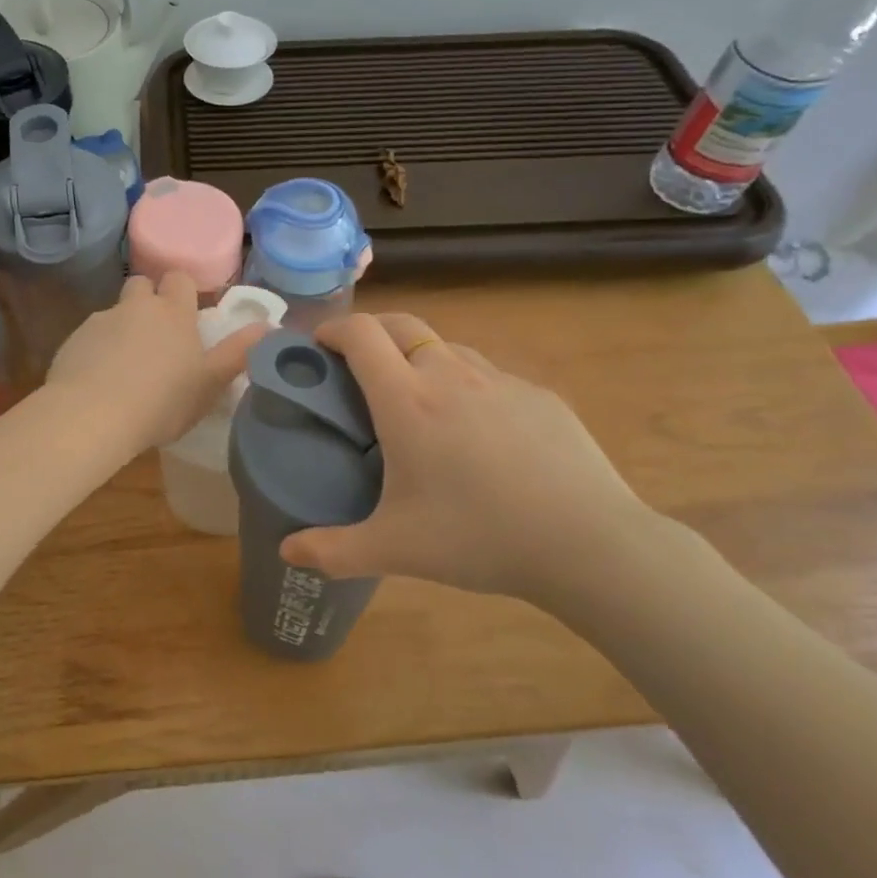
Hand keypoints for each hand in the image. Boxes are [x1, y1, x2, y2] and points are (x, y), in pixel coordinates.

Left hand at [47, 273, 268, 453]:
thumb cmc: (162, 401)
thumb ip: (239, 353)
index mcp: (173, 313)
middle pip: (142, 286)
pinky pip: (90, 337)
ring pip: (115, 312)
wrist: (92, 416)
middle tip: (157, 336)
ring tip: (126, 366)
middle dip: (149, 301)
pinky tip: (99, 380)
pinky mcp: (73, 341)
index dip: (182, 291)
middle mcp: (136, 307)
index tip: (186, 314)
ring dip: (122, 328)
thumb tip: (270, 326)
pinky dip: (97, 350)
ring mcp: (100, 321)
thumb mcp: (210, 383)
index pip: (179, 278)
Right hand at [280, 312, 661, 599]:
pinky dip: (466, 385)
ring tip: (417, 402)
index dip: (333, 329)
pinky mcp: (539, 395)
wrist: (589, 544)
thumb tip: (287, 552)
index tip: (318, 347)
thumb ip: (333, 551)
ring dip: (419, 358)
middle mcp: (450, 375)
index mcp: (407, 400)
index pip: (361, 334)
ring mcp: (500, 381)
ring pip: (447, 347)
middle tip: (357, 366)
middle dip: (371, 332)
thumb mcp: (395, 549)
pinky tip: (478, 434)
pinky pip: (488, 376)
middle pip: (402, 324)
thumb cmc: (478, 537)